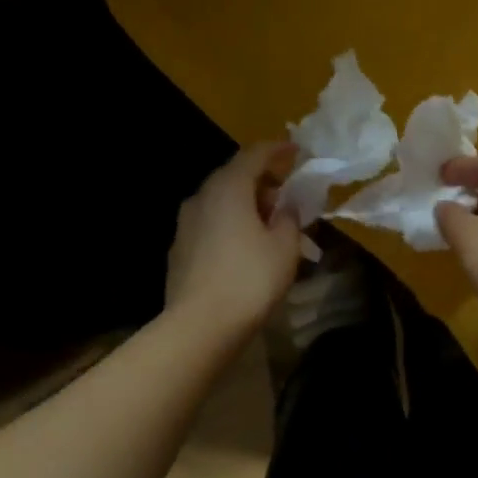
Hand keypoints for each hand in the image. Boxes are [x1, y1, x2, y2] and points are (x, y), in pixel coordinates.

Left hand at [165, 144, 301, 335]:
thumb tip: (285, 206)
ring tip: (271, 221)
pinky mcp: (180, 249)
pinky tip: (248, 244)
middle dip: (263, 179)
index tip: (297, 151)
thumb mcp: (285, 246)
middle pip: (235, 175)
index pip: (255, 154)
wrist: (199, 327)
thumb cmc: (250, 279)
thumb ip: (289, 217)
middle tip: (288, 192)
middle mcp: (202, 197)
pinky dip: (232, 222)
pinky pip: (212, 222)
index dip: (278, 150)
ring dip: (247, 203)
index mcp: (229, 188)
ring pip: (221, 200)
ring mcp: (186, 224)